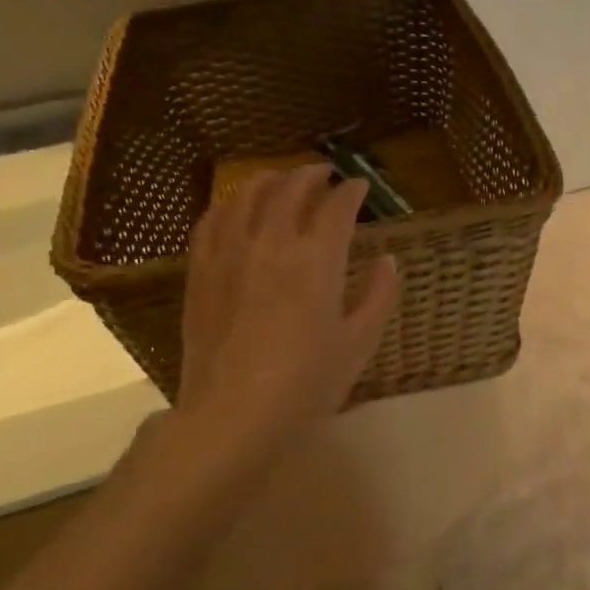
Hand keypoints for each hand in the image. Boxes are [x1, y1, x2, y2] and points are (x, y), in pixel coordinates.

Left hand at [172, 164, 397, 448]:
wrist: (234, 415)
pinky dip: (230, 204)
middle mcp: (272, 244)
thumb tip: (389, 260)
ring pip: (247, 196)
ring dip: (269, 180)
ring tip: (281, 180)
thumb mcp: (359, 343)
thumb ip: (379, 295)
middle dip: (311, 175)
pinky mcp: (201, 271)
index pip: (337, 207)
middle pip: (290, 189)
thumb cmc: (307, 383)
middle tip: (325, 174)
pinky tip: (236, 206)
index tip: (360, 187)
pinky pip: (212, 220)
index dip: (352, 191)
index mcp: (317, 260)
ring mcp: (230, 254)